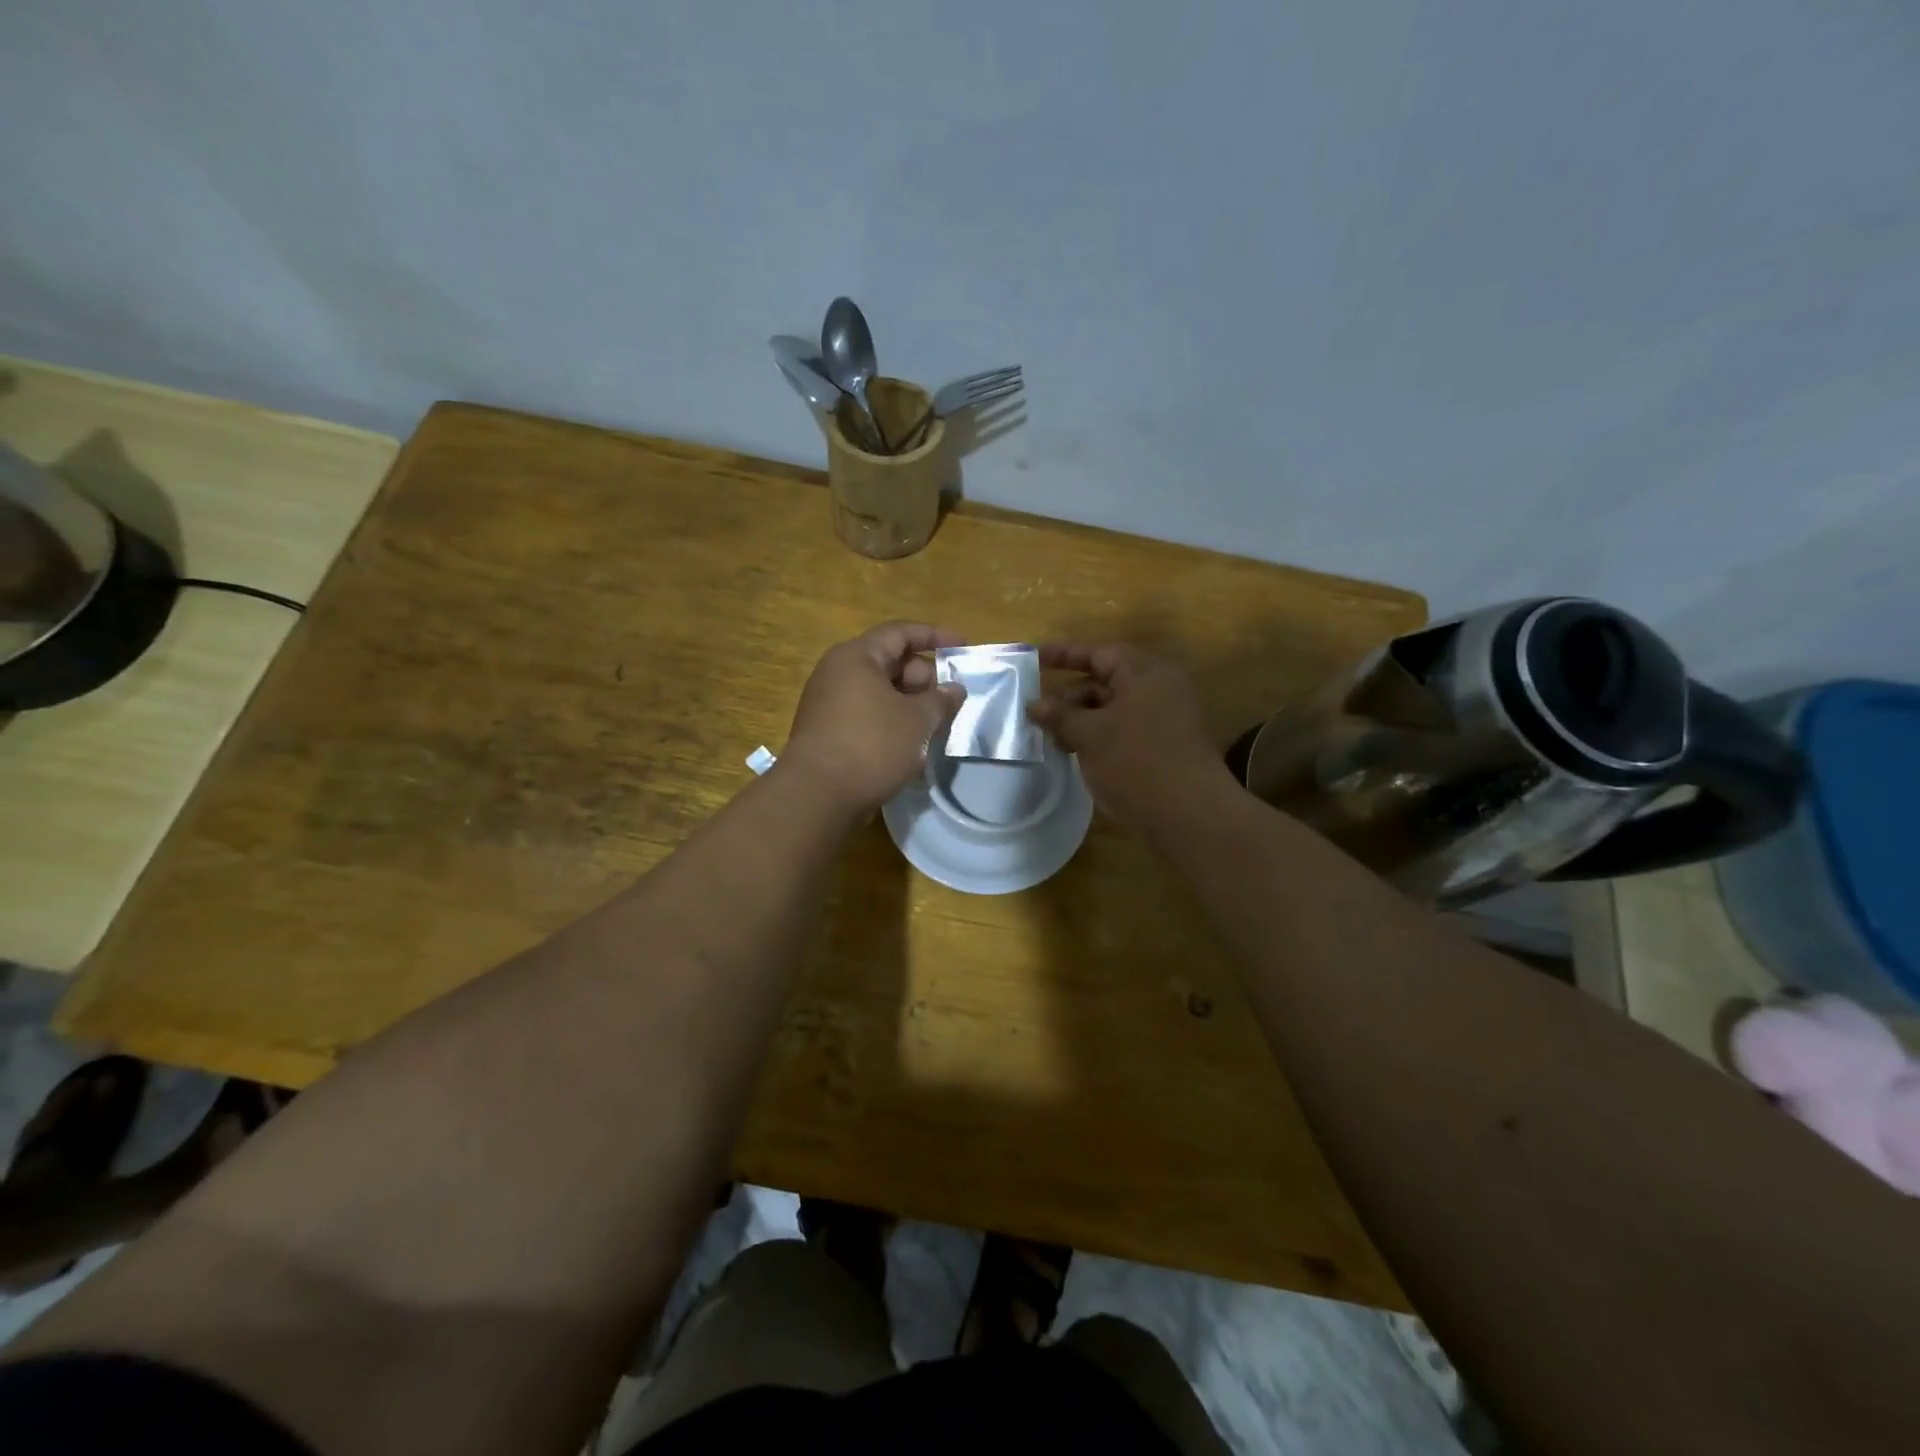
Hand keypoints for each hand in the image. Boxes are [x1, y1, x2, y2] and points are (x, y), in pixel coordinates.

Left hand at [783, 622, 966, 812]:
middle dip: (925, 677)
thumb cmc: (872, 745)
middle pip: (890, 662)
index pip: (901, 633)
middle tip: (951, 700)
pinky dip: (892, 721)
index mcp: (857, 656)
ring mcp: (829, 702)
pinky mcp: (827, 731)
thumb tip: (954, 689)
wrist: (818, 796)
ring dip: (910, 703)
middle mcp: (838, 672)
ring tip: (936, 723)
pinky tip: (911, 743)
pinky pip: (867, 714)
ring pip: (879, 692)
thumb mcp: (918, 721)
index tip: (964, 646)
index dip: (936, 636)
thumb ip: (941, 700)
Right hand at [1029, 643, 1231, 829]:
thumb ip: (1060, 716)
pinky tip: (1077, 754)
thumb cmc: (1136, 763)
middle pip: (1106, 680)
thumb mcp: (1090, 735)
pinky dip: (1100, 735)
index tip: (1034, 659)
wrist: (1189, 815)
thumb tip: (1034, 704)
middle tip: (1038, 714)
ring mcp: (1166, 718)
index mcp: (1145, 673)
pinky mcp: (1166, 745)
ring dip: (1082, 719)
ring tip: (1054, 739)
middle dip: (1070, 695)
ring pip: (1114, 708)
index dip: (1064, 654)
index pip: (1099, 653)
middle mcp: (1160, 688)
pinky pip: (1125, 729)